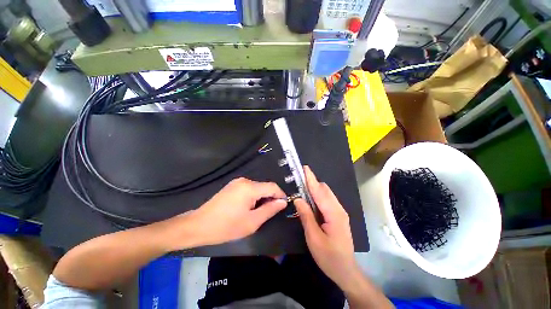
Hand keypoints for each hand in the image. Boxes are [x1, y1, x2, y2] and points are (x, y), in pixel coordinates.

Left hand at [179, 178, 286, 247]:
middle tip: (270, 213)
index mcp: (250, 188)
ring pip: (257, 188)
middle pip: (264, 187)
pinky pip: (249, 189)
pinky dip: (253, 197)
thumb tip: (283, 202)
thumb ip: (270, 210)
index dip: (280, 195)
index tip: (284, 205)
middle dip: (270, 198)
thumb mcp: (252, 222)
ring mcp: (237, 182)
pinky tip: (249, 208)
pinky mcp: (232, 186)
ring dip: (262, 198)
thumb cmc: (226, 226)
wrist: (199, 225)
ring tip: (259, 212)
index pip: (272, 187)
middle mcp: (244, 181)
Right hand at [294, 166, 359, 289]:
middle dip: (312, 181)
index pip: (320, 191)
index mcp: (334, 214)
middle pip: (324, 189)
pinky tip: (310, 198)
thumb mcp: (314, 238)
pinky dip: (317, 195)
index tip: (305, 168)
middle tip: (298, 179)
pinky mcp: (338, 215)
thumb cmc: (329, 257)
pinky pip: (326, 200)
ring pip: (326, 193)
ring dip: (314, 188)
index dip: (311, 179)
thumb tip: (298, 199)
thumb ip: (306, 216)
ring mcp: (339, 212)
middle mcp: (338, 209)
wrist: (345, 270)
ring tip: (302, 187)